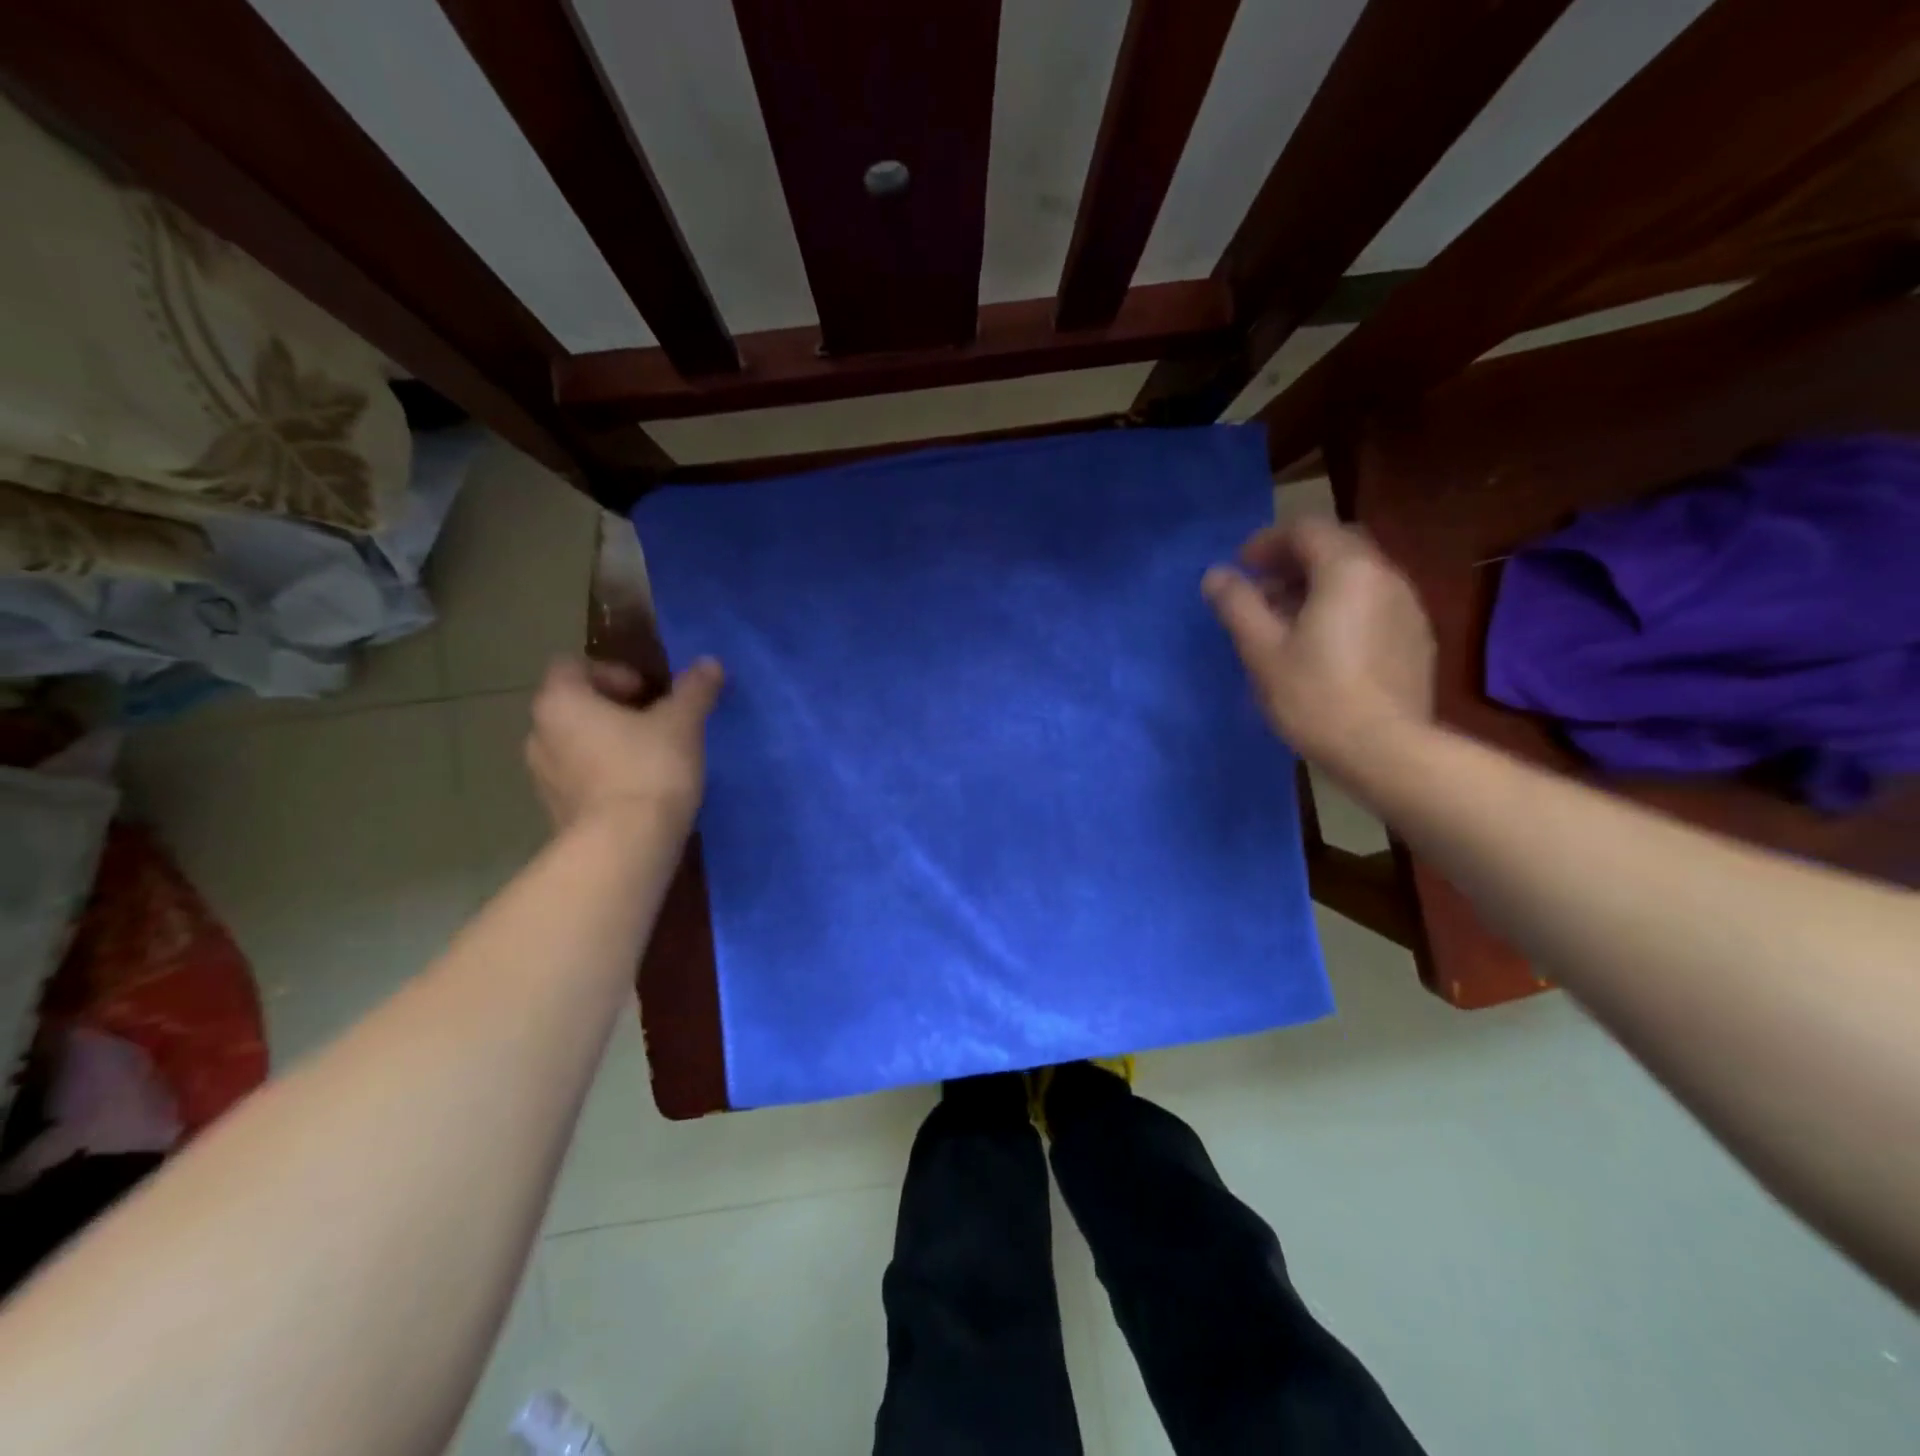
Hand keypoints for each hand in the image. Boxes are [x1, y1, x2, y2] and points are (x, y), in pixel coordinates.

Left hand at [525, 655, 723, 835]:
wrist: (625, 847)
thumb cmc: (648, 769)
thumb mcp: (682, 723)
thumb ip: (693, 689)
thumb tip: (709, 662)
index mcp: (560, 702)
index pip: (572, 666)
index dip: (613, 671)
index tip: (648, 692)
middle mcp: (539, 734)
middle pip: (574, 706)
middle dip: (615, 709)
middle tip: (657, 723)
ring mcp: (542, 777)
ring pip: (576, 745)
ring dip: (608, 744)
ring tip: (651, 759)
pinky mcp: (556, 812)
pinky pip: (580, 780)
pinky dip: (605, 777)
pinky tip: (641, 791)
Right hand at [1203, 518, 1434, 773]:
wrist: (1386, 749)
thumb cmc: (1315, 696)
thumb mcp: (1262, 650)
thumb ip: (1238, 604)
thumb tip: (1216, 574)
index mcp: (1347, 570)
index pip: (1306, 529)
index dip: (1268, 541)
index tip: (1242, 568)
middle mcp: (1385, 575)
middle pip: (1336, 546)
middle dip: (1295, 559)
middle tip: (1263, 589)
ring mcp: (1408, 606)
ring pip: (1357, 575)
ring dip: (1318, 584)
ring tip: (1287, 620)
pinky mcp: (1416, 637)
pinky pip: (1373, 602)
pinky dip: (1343, 606)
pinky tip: (1324, 644)